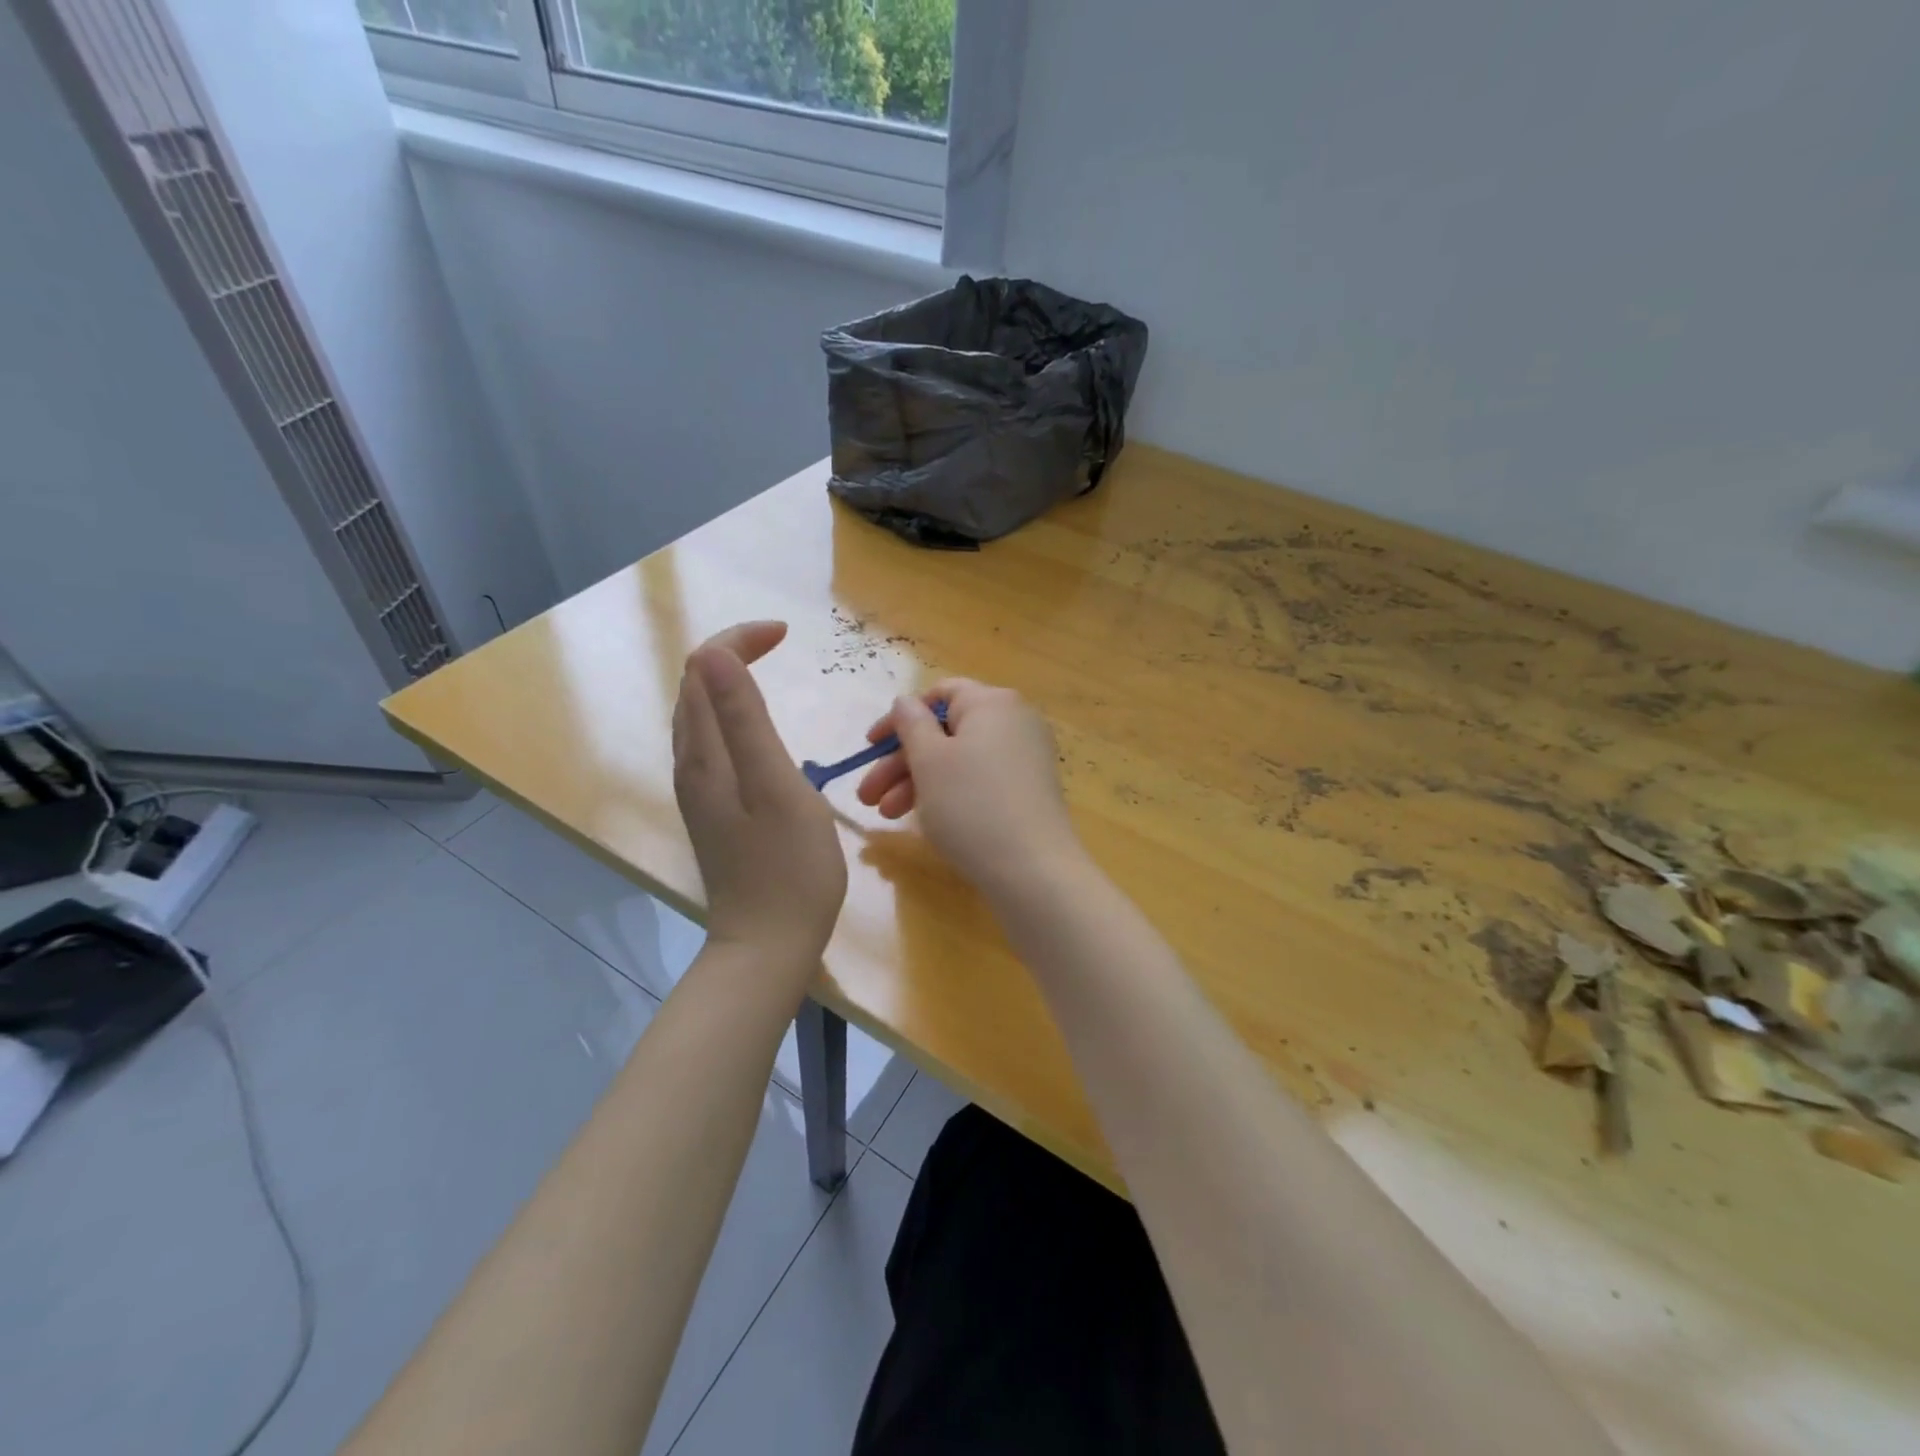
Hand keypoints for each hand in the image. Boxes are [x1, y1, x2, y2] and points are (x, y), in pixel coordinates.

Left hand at [673, 622, 847, 964]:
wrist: (768, 943)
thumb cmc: (788, 867)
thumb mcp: (776, 787)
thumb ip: (744, 721)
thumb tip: (716, 655)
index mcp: (705, 755)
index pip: (703, 669)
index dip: (739, 640)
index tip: (787, 634)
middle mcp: (691, 766)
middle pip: (694, 687)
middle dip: (731, 652)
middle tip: (780, 642)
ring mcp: (699, 791)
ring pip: (699, 716)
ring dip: (727, 681)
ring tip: (768, 669)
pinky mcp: (713, 810)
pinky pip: (711, 743)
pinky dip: (730, 715)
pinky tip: (755, 729)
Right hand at [855, 679, 1083, 898]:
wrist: (1034, 870)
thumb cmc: (972, 806)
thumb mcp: (929, 761)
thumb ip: (911, 724)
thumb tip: (906, 702)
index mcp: (992, 702)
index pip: (939, 693)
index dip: (899, 717)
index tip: (870, 747)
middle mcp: (1014, 722)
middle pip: (946, 731)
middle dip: (900, 762)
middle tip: (867, 796)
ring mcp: (1025, 758)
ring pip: (959, 760)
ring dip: (918, 782)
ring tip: (887, 816)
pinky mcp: (1028, 791)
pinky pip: (979, 780)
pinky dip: (949, 793)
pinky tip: (925, 820)